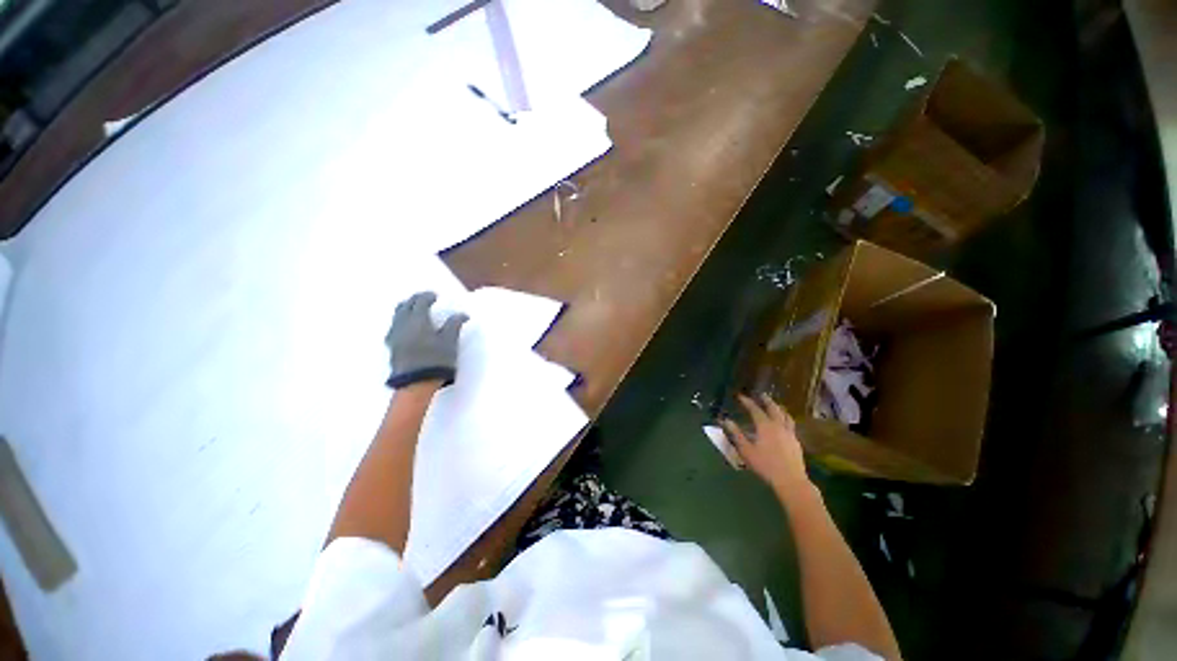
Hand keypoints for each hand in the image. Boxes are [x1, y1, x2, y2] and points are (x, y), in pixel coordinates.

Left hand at [385, 292, 467, 388]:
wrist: (415, 384)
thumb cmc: (436, 360)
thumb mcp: (450, 342)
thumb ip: (454, 325)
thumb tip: (462, 314)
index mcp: (418, 320)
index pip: (421, 301)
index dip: (428, 296)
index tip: (435, 296)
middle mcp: (403, 324)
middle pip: (405, 305)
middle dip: (415, 300)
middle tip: (424, 299)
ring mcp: (394, 335)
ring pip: (397, 315)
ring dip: (406, 308)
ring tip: (415, 310)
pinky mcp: (391, 346)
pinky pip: (394, 325)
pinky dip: (401, 319)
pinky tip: (407, 326)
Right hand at [722, 394, 811, 497]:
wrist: (791, 480)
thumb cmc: (765, 465)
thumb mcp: (746, 450)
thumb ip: (736, 434)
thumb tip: (725, 420)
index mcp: (765, 426)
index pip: (755, 409)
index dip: (747, 402)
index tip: (740, 396)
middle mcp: (778, 426)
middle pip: (773, 408)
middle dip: (766, 400)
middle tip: (761, 394)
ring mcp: (790, 433)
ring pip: (785, 415)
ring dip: (778, 408)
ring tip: (775, 405)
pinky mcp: (796, 442)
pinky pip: (791, 424)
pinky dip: (785, 418)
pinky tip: (784, 423)